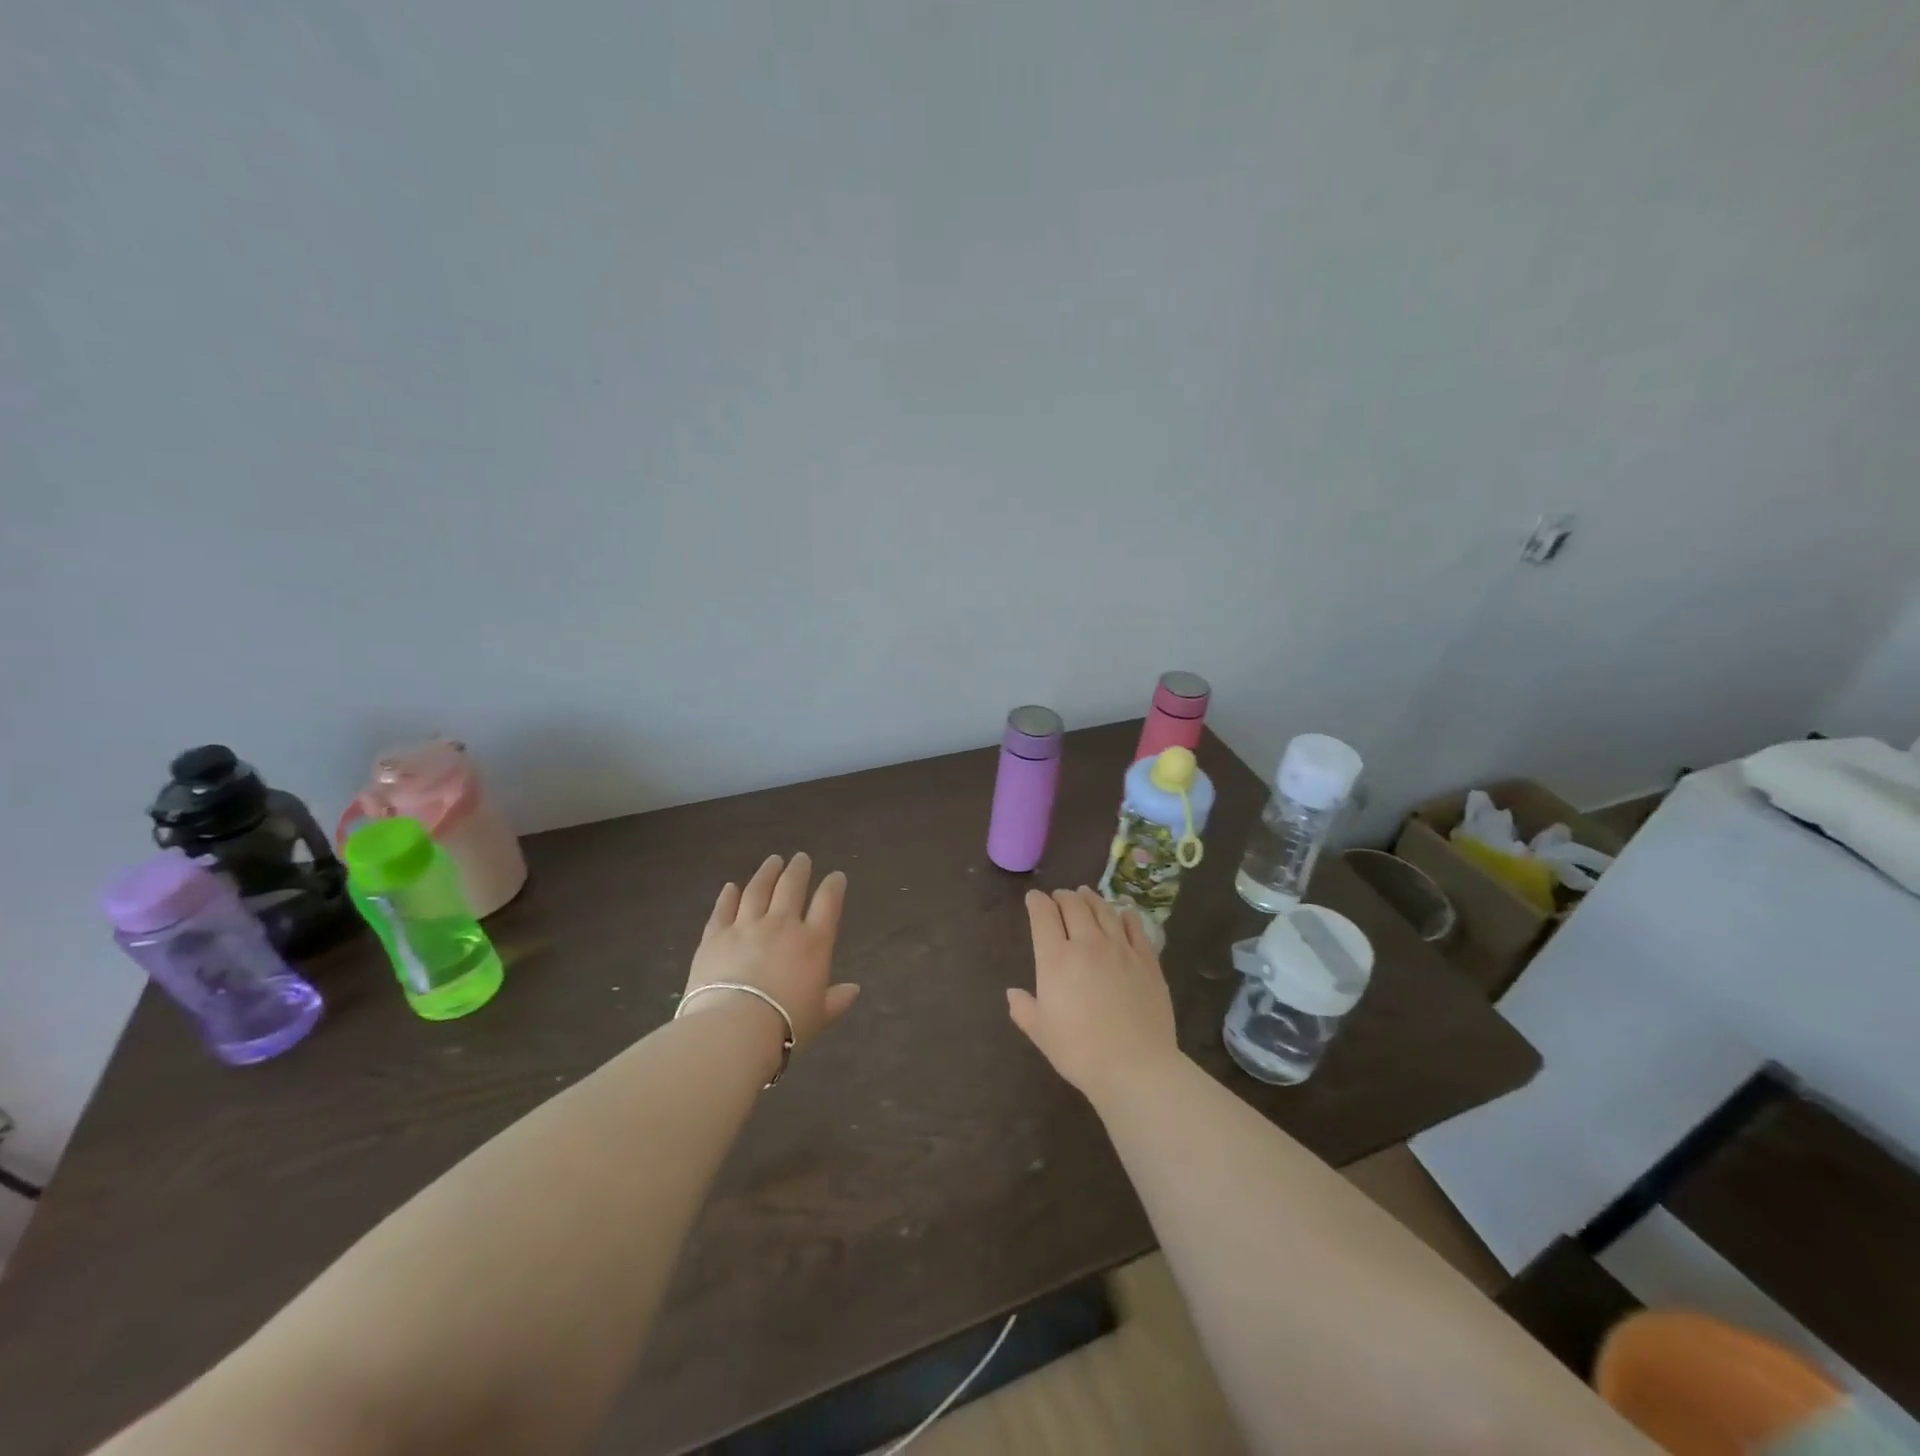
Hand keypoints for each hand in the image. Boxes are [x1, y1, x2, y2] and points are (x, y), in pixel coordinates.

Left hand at [682, 853, 859, 1052]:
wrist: (733, 1030)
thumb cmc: (785, 1027)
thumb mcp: (819, 1018)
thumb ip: (836, 1001)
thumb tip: (854, 990)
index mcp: (813, 943)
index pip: (828, 903)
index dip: (834, 886)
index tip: (836, 876)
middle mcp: (782, 925)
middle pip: (792, 887)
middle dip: (798, 869)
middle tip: (801, 858)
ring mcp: (746, 926)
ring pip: (758, 889)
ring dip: (767, 873)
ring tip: (772, 860)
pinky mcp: (715, 935)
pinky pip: (723, 909)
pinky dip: (728, 895)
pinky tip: (731, 886)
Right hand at [1007, 887, 1180, 1105]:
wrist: (1135, 1066)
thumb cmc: (1079, 1051)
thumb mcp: (1041, 1033)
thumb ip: (1024, 1009)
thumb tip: (1013, 993)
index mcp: (1055, 958)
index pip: (1043, 915)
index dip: (1036, 902)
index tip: (1033, 898)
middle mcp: (1087, 943)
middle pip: (1074, 906)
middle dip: (1063, 896)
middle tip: (1059, 896)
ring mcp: (1120, 948)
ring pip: (1104, 911)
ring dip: (1091, 899)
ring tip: (1086, 894)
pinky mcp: (1147, 959)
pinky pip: (1135, 927)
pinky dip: (1125, 915)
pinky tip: (1123, 913)